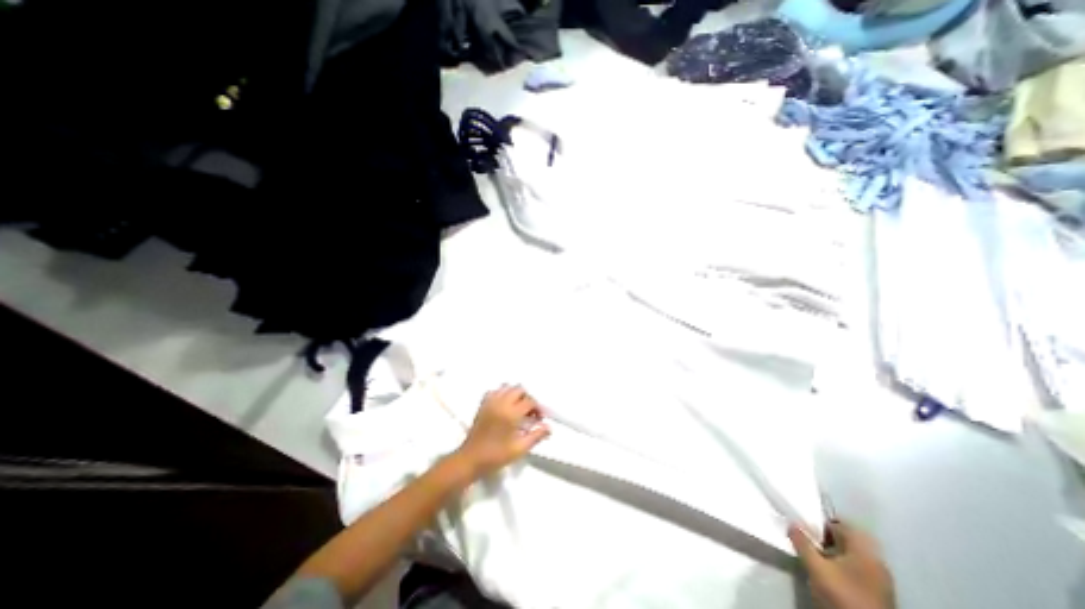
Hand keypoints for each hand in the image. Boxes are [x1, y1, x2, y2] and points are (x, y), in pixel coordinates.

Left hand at [454, 386, 551, 479]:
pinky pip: (494, 391)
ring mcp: (490, 402)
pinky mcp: (483, 404)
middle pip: (519, 389)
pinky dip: (502, 394)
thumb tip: (548, 427)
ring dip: (515, 394)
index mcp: (511, 414)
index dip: (537, 408)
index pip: (529, 401)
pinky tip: (504, 406)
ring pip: (507, 387)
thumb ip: (535, 436)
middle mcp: (501, 403)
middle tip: (530, 412)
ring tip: (518, 408)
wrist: (471, 459)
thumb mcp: (519, 449)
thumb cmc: (496, 456)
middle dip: (527, 398)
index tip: (539, 419)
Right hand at [790, 518, 897, 607]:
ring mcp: (880, 580)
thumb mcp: (816, 567)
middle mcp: (876, 562)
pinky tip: (829, 572)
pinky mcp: (878, 594)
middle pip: (846, 540)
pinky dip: (841, 566)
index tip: (803, 525)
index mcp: (865, 551)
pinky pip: (857, 569)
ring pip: (851, 555)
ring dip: (832, 552)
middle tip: (806, 539)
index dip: (820, 522)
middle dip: (824, 537)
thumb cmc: (842, 594)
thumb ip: (802, 542)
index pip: (840, 524)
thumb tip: (792, 523)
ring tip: (814, 556)